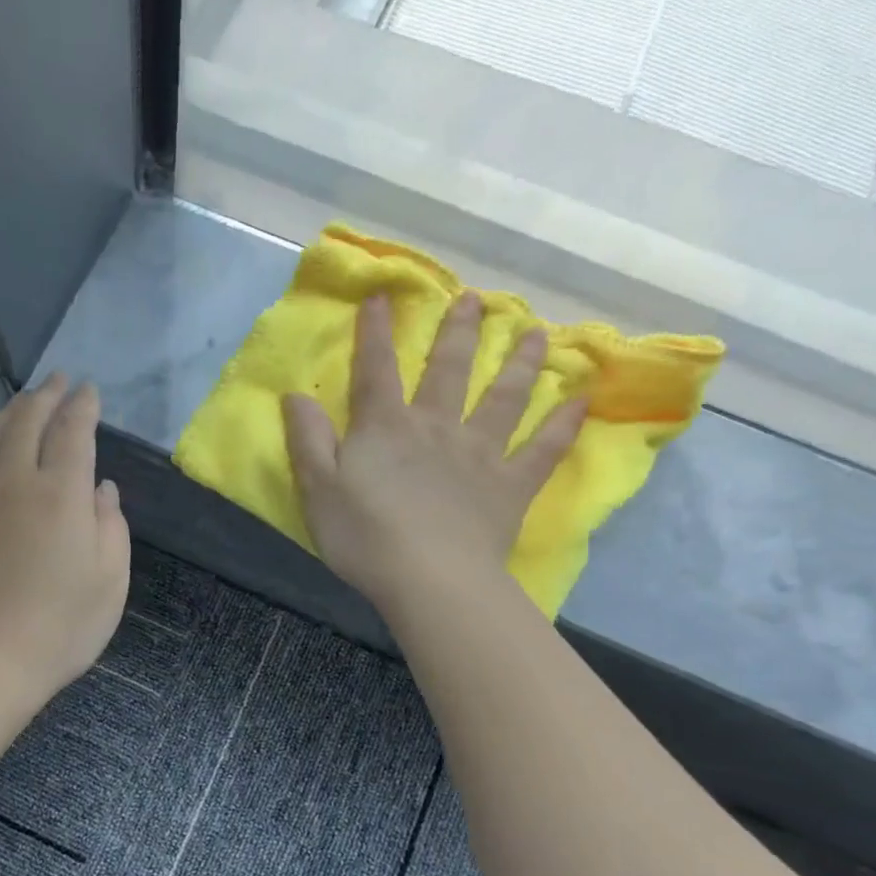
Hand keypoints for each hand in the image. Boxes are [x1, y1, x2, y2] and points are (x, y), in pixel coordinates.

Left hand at [0, 375, 130, 696]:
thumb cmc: (62, 624)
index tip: (89, 390)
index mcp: (63, 493)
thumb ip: (111, 525)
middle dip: (47, 395)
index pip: (73, 431)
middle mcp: (18, 481)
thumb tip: (101, 489)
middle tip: (60, 380)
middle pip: (28, 421)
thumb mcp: (111, 579)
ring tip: (26, 400)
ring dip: (13, 409)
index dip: (83, 406)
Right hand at [283, 291, 584, 614]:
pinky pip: (543, 450)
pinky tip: (581, 400)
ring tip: (535, 332)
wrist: (430, 579)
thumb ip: (307, 439)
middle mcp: (436, 427)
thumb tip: (294, 395)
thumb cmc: (365, 536)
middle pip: (448, 370)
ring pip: (503, 398)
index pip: (377, 369)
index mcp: (386, 428)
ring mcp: (479, 454)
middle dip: (458, 332)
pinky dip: (563, 425)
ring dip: (519, 363)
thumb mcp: (317, 488)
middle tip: (474, 298)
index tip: (381, 296)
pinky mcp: (510, 486)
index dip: (376, 332)